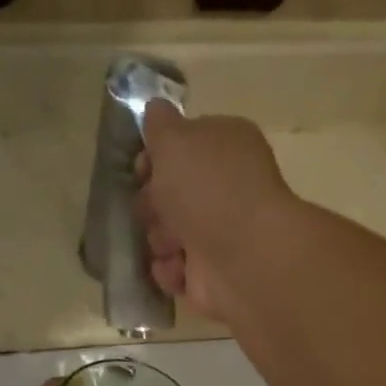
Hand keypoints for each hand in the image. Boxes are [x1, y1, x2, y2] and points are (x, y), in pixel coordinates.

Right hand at [137, 101, 296, 322]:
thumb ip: (160, 124)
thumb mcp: (175, 140)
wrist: (243, 256)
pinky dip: (170, 271)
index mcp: (225, 147)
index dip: (155, 157)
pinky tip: (180, 268)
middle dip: (152, 203)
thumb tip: (156, 110)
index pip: (181, 147)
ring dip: (160, 239)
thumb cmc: (208, 187)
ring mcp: (219, 234)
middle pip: (167, 194)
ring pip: (164, 234)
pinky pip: (172, 270)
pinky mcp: (210, 275)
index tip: (142, 167)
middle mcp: (224, 189)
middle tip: (157, 208)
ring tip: (173, 243)